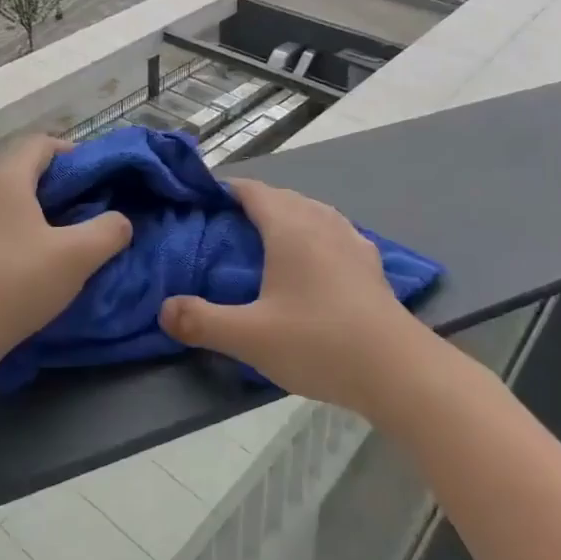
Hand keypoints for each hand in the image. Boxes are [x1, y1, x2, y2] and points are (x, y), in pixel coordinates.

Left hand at [0, 134, 131, 367]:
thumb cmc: (15, 284)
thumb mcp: (77, 257)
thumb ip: (109, 232)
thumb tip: (120, 221)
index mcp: (7, 180)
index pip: (41, 143)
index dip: (71, 151)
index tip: (94, 177)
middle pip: (22, 171)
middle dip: (55, 186)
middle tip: (83, 211)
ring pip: (3, 202)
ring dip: (32, 212)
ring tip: (55, 241)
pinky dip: (10, 234)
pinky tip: (21, 266)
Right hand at [158, 177, 425, 414]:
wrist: (398, 370)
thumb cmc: (319, 342)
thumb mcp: (250, 337)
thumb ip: (201, 321)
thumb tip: (163, 309)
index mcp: (289, 227)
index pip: (252, 191)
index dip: (226, 190)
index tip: (202, 201)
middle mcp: (320, 222)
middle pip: (282, 197)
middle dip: (252, 204)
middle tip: (225, 228)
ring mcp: (351, 239)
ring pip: (311, 211)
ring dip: (287, 216)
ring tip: (266, 240)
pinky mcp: (371, 262)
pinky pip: (334, 232)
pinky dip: (315, 234)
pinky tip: (314, 260)